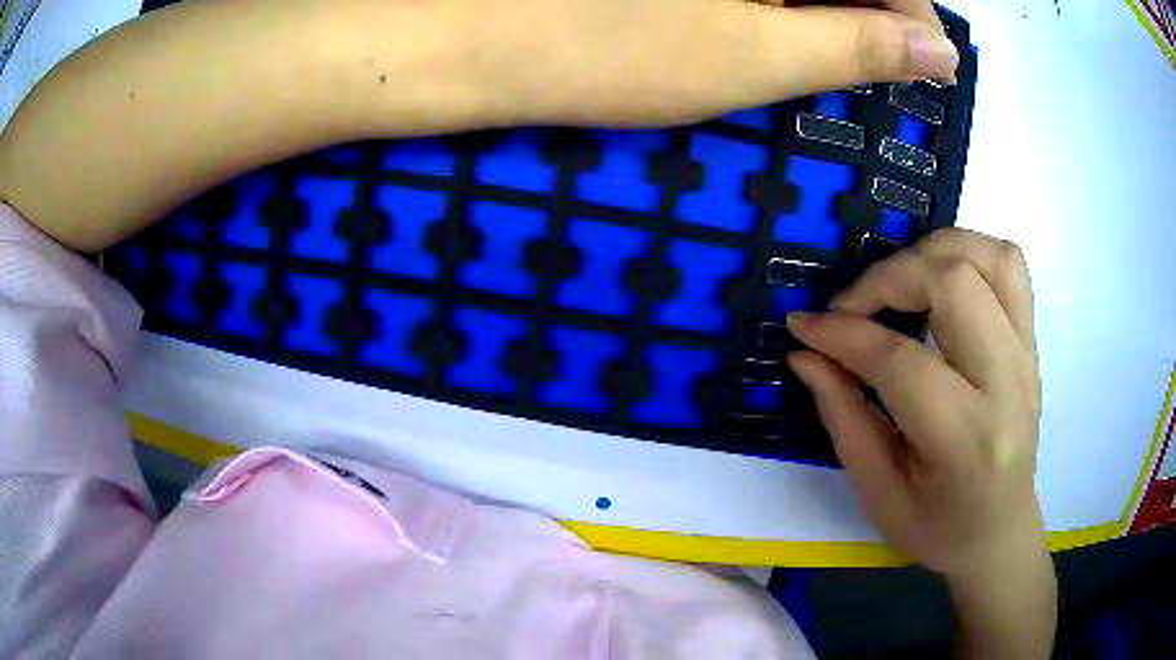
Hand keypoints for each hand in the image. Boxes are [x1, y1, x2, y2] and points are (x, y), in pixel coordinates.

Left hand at [486, 0, 958, 126]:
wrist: (481, 40)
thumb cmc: (612, 49)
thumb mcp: (755, 55)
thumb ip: (856, 45)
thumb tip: (937, 52)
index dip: (914, 15)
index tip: (925, 64)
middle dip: (872, 11)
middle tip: (874, 66)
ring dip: (830, 5)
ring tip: (824, 51)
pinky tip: (772, 23)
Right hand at [786, 229, 1054, 656]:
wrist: (1000, 530)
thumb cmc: (938, 526)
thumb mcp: (878, 493)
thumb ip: (843, 417)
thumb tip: (805, 354)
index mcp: (965, 441)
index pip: (901, 361)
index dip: (843, 335)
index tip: (804, 328)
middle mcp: (1006, 385)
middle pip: (952, 284)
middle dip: (887, 279)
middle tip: (851, 308)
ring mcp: (1026, 355)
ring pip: (987, 257)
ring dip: (930, 253)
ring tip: (897, 281)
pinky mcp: (1031, 340)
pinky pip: (1008, 263)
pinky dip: (968, 252)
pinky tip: (941, 278)